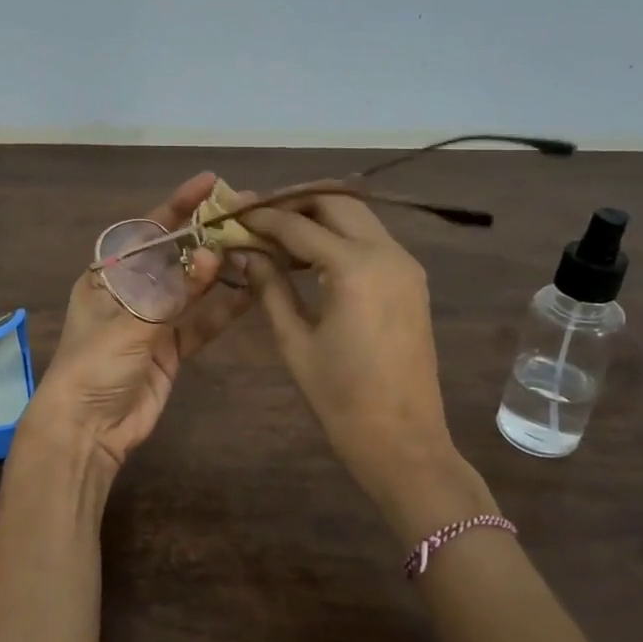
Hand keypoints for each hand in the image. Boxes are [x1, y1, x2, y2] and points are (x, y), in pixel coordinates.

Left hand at [28, 174, 254, 470]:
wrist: (87, 429)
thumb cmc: (94, 365)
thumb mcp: (131, 322)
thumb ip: (173, 291)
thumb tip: (210, 255)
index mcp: (107, 276)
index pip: (146, 230)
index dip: (178, 205)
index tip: (210, 183)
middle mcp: (131, 291)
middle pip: (174, 256)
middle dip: (206, 236)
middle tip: (245, 213)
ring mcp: (153, 321)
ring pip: (192, 287)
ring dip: (221, 270)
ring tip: (258, 245)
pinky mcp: (171, 348)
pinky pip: (201, 322)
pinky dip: (224, 308)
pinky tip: (252, 290)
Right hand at [240, 194, 465, 510]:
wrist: (403, 439)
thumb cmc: (340, 397)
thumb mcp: (295, 340)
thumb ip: (270, 287)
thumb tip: (244, 252)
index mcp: (355, 268)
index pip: (298, 225)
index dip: (261, 216)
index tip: (231, 211)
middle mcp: (387, 253)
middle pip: (335, 203)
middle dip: (293, 202)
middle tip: (255, 215)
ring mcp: (405, 264)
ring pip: (357, 216)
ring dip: (317, 215)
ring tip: (277, 232)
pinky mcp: (411, 279)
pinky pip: (371, 239)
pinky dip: (338, 235)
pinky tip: (309, 255)